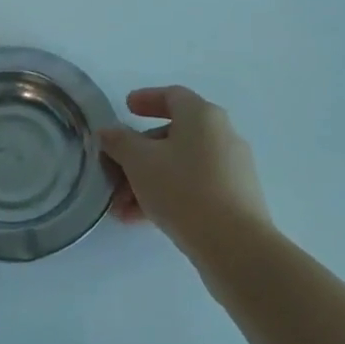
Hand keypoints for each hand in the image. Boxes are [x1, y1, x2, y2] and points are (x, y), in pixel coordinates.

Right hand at [100, 86, 269, 264]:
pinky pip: (195, 188)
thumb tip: (108, 132)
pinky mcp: (236, 200)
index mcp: (202, 115)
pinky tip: (142, 220)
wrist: (236, 247)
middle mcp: (221, 135)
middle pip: (173, 135)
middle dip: (139, 154)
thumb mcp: (140, 161)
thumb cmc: (183, 189)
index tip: (126, 108)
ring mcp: (232, 169)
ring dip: (149, 181)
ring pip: (181, 165)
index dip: (146, 99)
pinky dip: (169, 196)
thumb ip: (119, 142)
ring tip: (122, 207)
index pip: (172, 95)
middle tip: (116, 171)